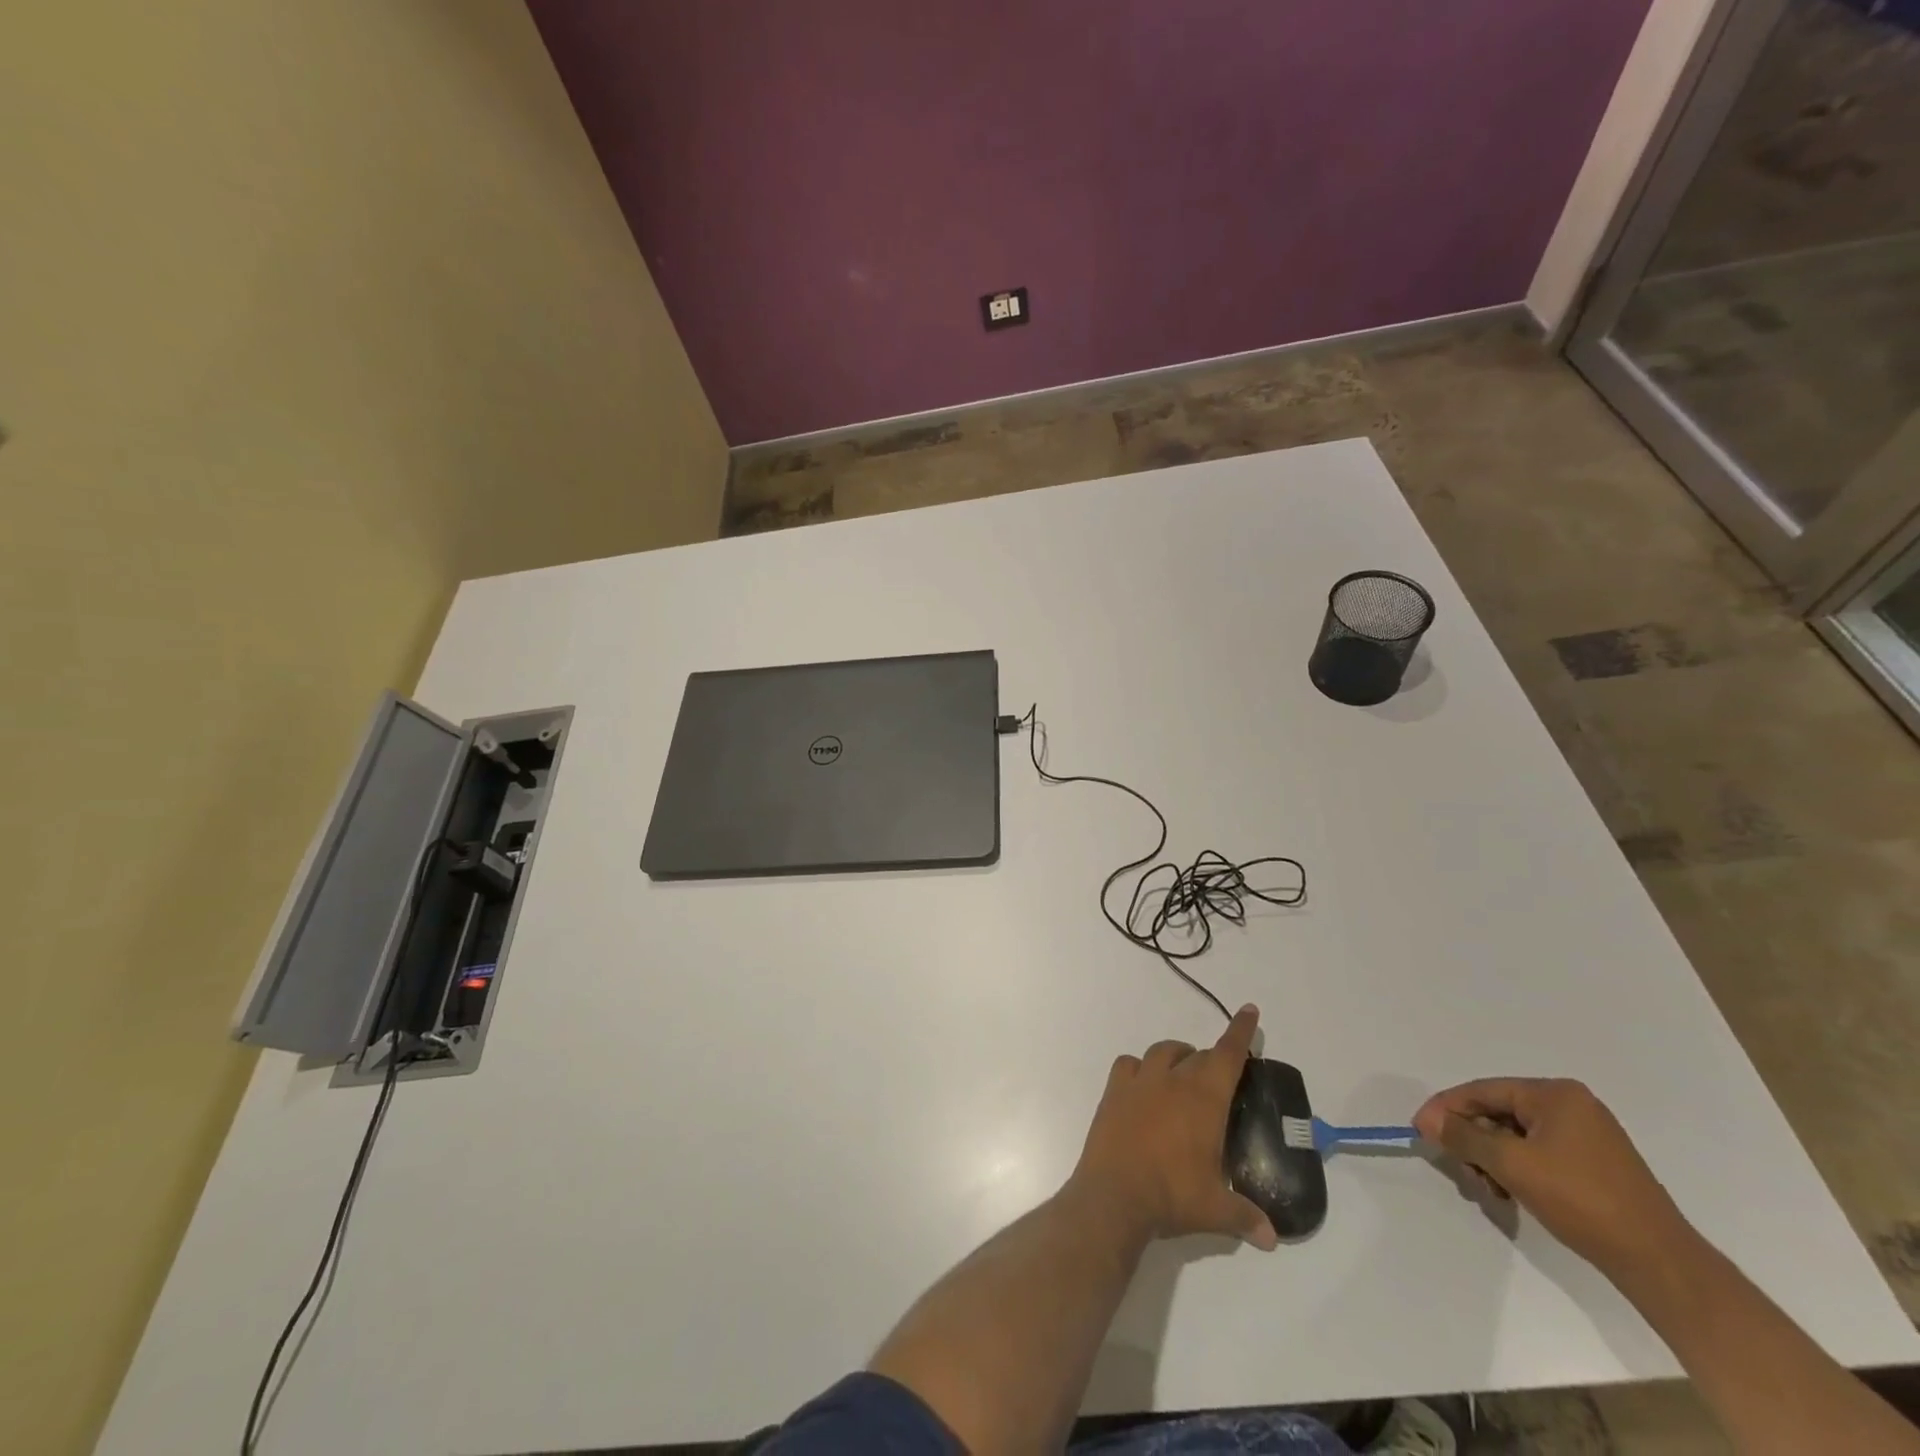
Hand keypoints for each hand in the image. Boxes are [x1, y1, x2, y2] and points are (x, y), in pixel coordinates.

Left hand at [1071, 1005, 1277, 1250]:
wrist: (1114, 1195)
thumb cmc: (1171, 1196)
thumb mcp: (1216, 1210)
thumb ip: (1246, 1217)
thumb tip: (1271, 1238)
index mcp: (1203, 1099)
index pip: (1227, 1056)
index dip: (1241, 1033)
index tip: (1249, 1011)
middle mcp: (1172, 1080)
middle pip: (1197, 1056)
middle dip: (1211, 1061)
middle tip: (1218, 1080)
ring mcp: (1139, 1082)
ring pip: (1162, 1051)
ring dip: (1177, 1056)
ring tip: (1183, 1074)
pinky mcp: (1113, 1091)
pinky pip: (1128, 1064)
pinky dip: (1139, 1067)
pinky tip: (1143, 1084)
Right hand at [1414, 1078, 1690, 1277]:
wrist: (1660, 1263)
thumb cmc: (1582, 1201)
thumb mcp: (1512, 1165)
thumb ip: (1464, 1137)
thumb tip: (1429, 1121)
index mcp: (1555, 1094)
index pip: (1483, 1091)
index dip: (1446, 1109)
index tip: (1420, 1130)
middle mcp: (1571, 1105)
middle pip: (1498, 1113)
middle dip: (1473, 1141)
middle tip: (1460, 1171)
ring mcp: (1587, 1135)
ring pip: (1516, 1137)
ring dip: (1492, 1160)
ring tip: (1489, 1190)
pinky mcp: (1594, 1164)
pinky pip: (1538, 1153)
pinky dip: (1516, 1170)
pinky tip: (1511, 1194)